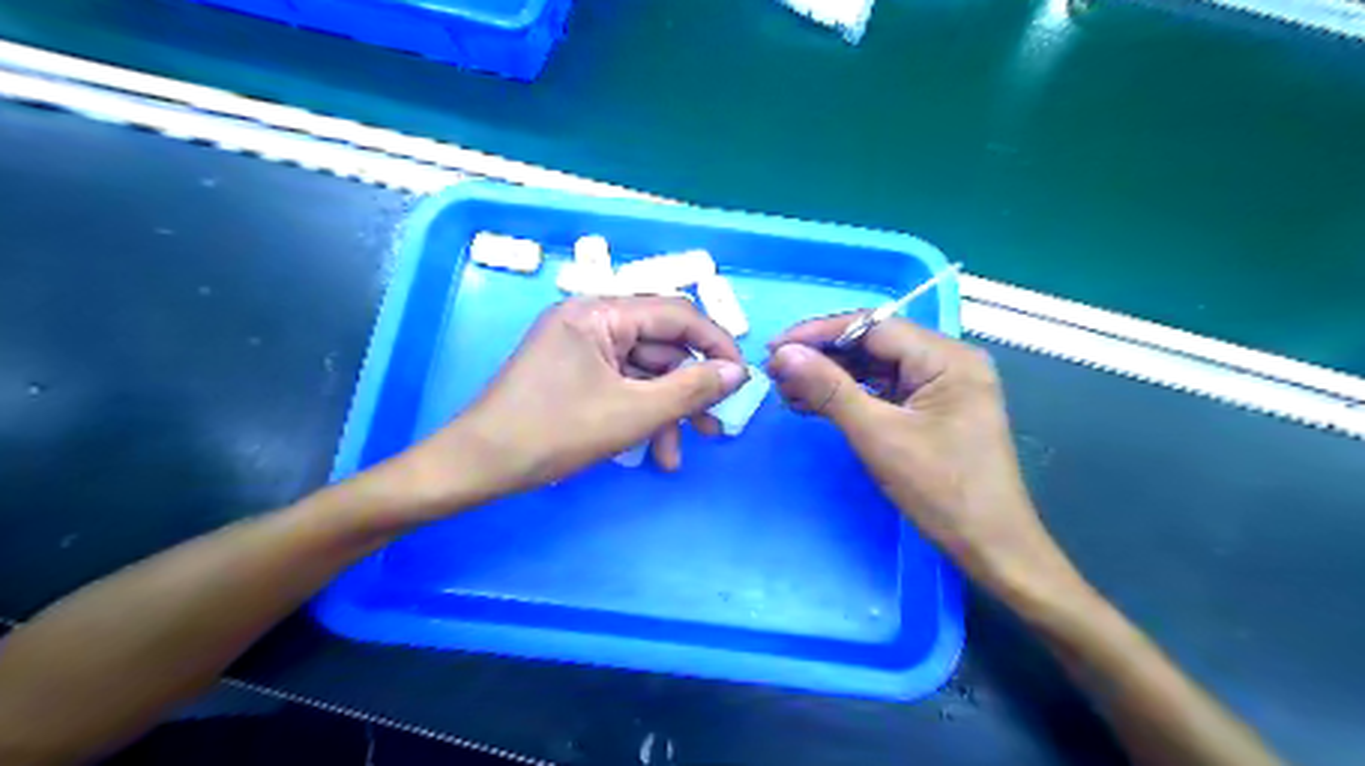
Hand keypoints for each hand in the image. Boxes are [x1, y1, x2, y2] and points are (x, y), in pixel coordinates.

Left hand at [400, 297, 751, 511]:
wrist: (478, 466)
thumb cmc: (553, 432)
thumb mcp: (632, 413)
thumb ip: (691, 389)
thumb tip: (737, 373)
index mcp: (600, 313)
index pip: (676, 314)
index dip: (716, 345)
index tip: (741, 380)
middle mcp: (591, 321)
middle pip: (661, 347)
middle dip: (688, 391)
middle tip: (715, 427)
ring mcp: (580, 349)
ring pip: (643, 374)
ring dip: (665, 412)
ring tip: (678, 455)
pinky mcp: (574, 375)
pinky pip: (621, 387)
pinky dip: (640, 416)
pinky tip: (652, 452)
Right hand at [766, 313, 1064, 590]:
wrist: (992, 548)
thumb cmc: (942, 491)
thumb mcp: (879, 436)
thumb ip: (829, 389)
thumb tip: (784, 355)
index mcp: (947, 357)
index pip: (873, 327)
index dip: (819, 334)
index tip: (775, 348)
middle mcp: (948, 361)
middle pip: (874, 344)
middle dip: (823, 357)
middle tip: (776, 373)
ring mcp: (942, 386)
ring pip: (875, 367)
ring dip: (832, 376)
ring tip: (788, 390)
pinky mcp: (933, 409)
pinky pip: (884, 389)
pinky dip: (849, 395)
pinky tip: (815, 403)